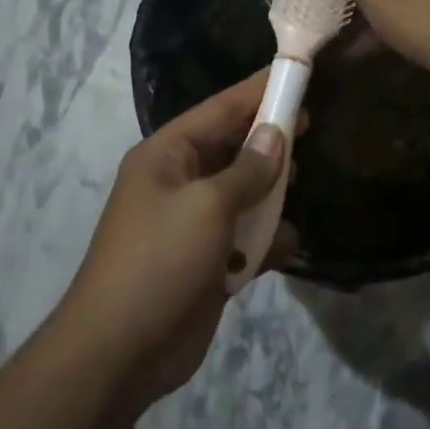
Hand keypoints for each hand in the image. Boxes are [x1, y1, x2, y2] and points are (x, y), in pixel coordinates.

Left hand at [62, 73, 294, 412]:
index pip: (220, 109)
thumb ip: (249, 169)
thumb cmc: (159, 261)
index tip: (297, 73)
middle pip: (234, 148)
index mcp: (167, 155)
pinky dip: (266, 239)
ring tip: (297, 188)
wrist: (119, 354)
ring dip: (270, 194)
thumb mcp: (208, 206)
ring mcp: (193, 223)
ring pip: (244, 192)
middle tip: (310, 128)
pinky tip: (288, 244)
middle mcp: (179, 181)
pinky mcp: (207, 261)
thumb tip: (276, 135)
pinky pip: (245, 237)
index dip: (259, 91)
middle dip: (269, 141)